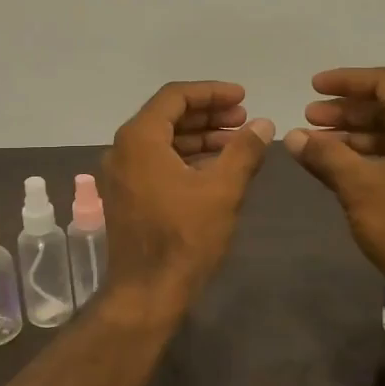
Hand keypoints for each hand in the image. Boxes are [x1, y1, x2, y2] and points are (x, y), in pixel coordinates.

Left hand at [102, 81, 274, 307]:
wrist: (146, 293)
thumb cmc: (184, 237)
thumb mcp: (222, 190)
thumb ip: (244, 150)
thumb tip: (263, 123)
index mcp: (139, 139)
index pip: (175, 97)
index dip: (212, 92)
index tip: (243, 98)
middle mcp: (122, 150)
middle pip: (167, 116)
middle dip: (207, 115)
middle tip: (244, 120)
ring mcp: (121, 175)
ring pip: (162, 141)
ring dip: (199, 138)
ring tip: (237, 143)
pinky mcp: (126, 196)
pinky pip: (156, 163)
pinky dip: (185, 158)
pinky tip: (216, 167)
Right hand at [284, 67, 384, 305]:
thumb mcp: (358, 185)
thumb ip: (324, 154)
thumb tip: (293, 136)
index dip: (345, 82)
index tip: (312, 87)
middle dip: (347, 112)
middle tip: (309, 118)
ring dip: (358, 135)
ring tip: (318, 143)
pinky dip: (375, 155)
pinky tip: (344, 165)